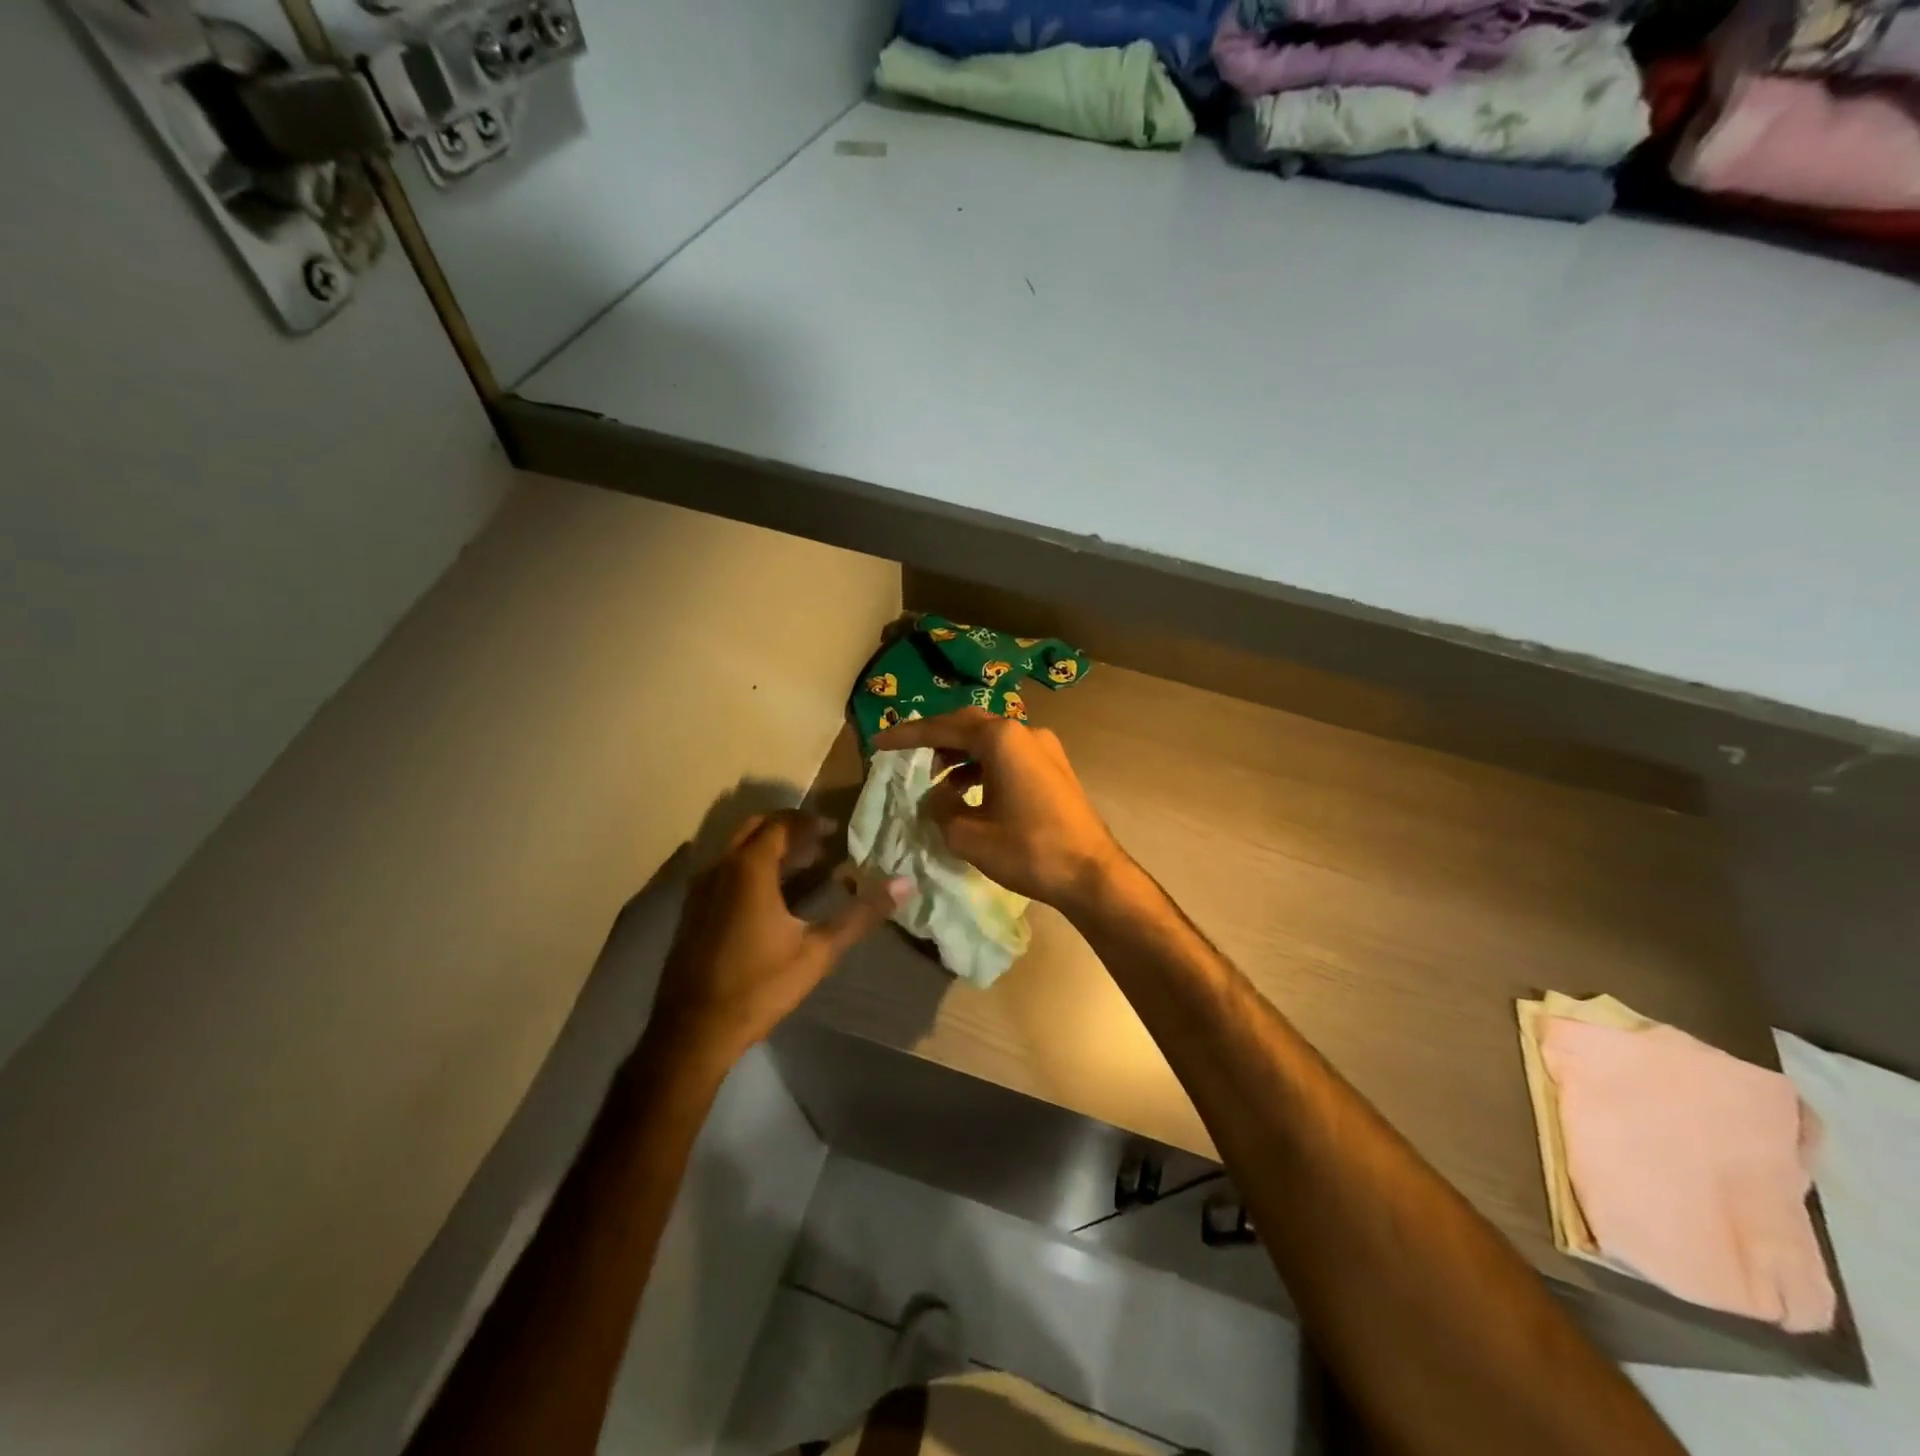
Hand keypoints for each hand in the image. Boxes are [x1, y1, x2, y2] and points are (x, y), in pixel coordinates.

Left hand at [648, 810, 907, 1069]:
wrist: (693, 1030)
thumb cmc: (759, 986)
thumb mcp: (818, 952)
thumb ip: (860, 915)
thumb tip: (904, 885)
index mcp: (749, 869)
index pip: (781, 824)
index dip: (810, 822)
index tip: (836, 831)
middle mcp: (720, 867)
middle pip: (755, 828)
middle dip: (789, 829)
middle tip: (821, 842)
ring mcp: (701, 888)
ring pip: (737, 849)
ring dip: (769, 848)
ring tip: (804, 864)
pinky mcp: (693, 909)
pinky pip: (725, 869)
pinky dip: (751, 866)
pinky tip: (773, 896)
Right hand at [872, 709, 1124, 912]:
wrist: (1091, 874)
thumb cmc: (1029, 850)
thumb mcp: (969, 835)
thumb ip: (940, 810)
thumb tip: (934, 799)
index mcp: (1002, 739)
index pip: (943, 728)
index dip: (907, 735)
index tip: (879, 742)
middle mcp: (1024, 732)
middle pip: (968, 725)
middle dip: (935, 739)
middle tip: (907, 754)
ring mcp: (1044, 748)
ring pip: (990, 740)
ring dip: (960, 754)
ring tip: (936, 781)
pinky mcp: (1054, 767)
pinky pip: (1008, 756)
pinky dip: (983, 766)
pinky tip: (968, 791)